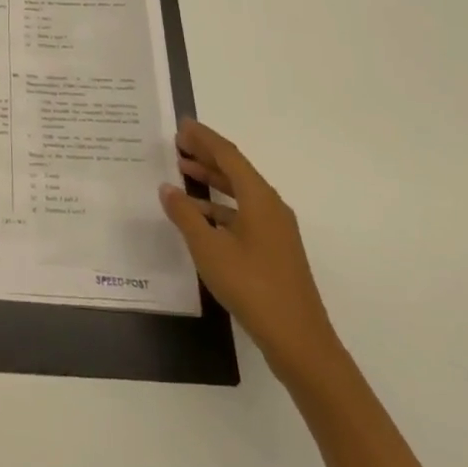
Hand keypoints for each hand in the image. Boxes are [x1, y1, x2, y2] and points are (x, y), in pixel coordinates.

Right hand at [160, 120, 342, 384]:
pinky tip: (199, 215)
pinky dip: (220, 206)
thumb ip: (185, 215)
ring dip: (212, 180)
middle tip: (177, 142)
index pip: (228, 155)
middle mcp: (270, 206)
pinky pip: (243, 213)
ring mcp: (275, 230)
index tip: (181, 124)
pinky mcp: (274, 250)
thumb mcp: (209, 249)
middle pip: (236, 170)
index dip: (204, 138)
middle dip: (207, 154)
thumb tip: (168, 188)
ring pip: (240, 192)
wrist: (299, 342)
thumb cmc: (252, 287)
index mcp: (259, 198)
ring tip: (183, 170)